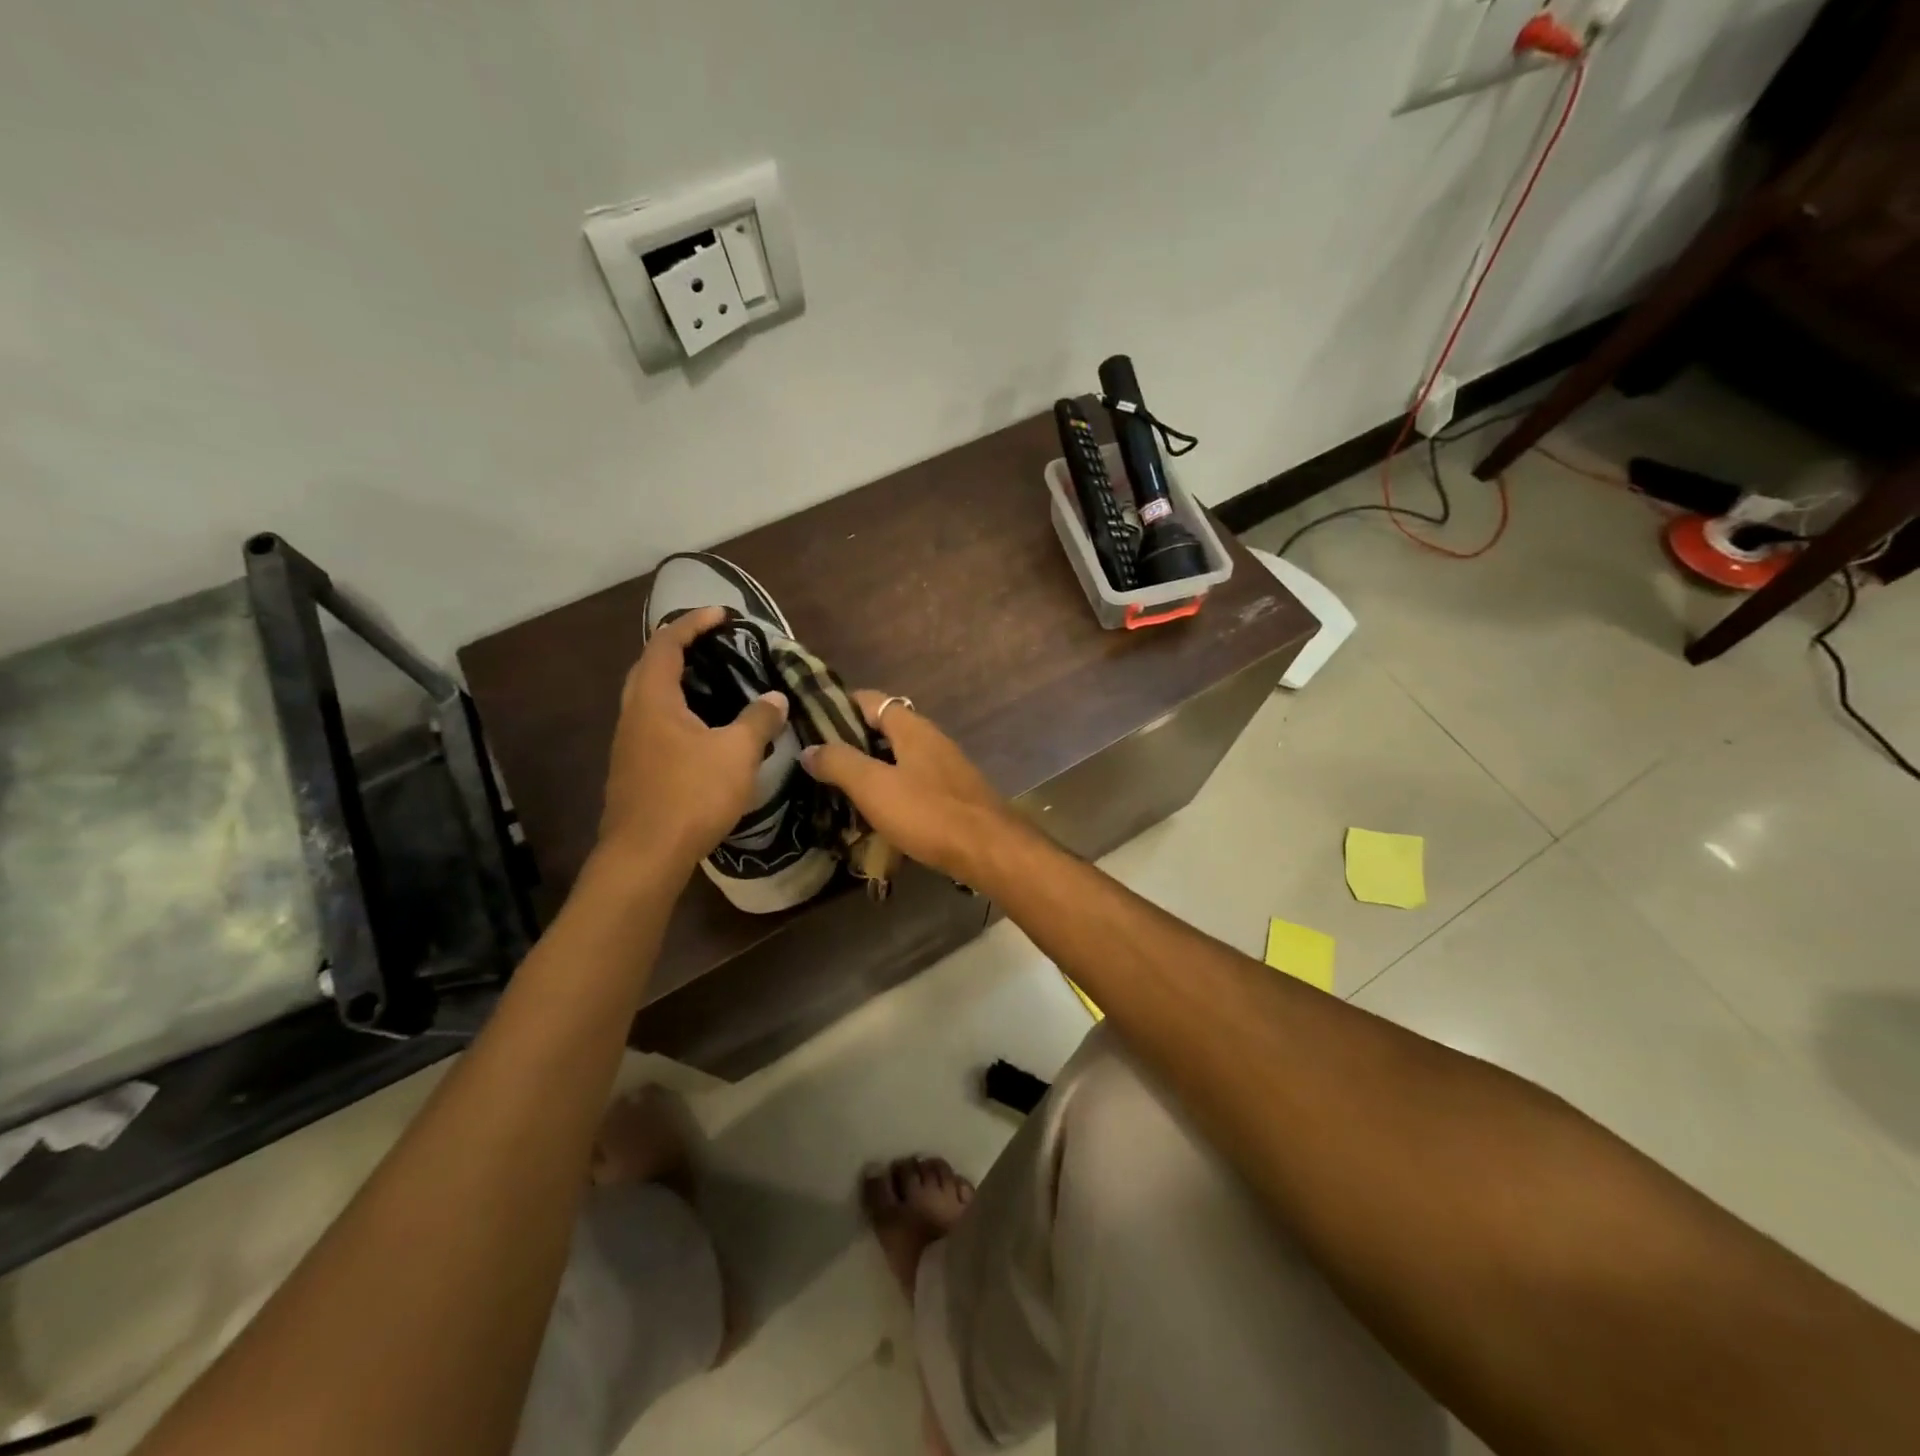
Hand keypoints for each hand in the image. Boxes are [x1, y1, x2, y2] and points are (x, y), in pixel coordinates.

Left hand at [596, 606, 789, 879]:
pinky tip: (703, 731)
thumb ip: (758, 720)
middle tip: (714, 646)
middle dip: (680, 649)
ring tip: (713, 684)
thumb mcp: (736, 753)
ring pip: (650, 699)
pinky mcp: (634, 770)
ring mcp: (629, 745)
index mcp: (653, 700)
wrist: (645, 856)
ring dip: (677, 683)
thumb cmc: (690, 795)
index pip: (667, 644)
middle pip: (650, 667)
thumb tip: (776, 698)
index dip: (693, 623)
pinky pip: (655, 725)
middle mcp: (633, 715)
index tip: (722, 614)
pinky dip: (678, 712)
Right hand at [799, 691, 1023, 882]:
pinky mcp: (952, 796)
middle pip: (885, 730)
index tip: (809, 719)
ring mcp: (945, 769)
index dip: (840, 705)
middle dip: (852, 742)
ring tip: (837, 788)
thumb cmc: (929, 812)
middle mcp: (931, 740)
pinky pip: (913, 784)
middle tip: (817, 760)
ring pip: (899, 760)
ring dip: (871, 770)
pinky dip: (891, 792)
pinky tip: (875, 813)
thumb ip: (840, 764)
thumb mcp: (874, 786)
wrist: (989, 850)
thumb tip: (809, 749)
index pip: (871, 700)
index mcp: (912, 728)